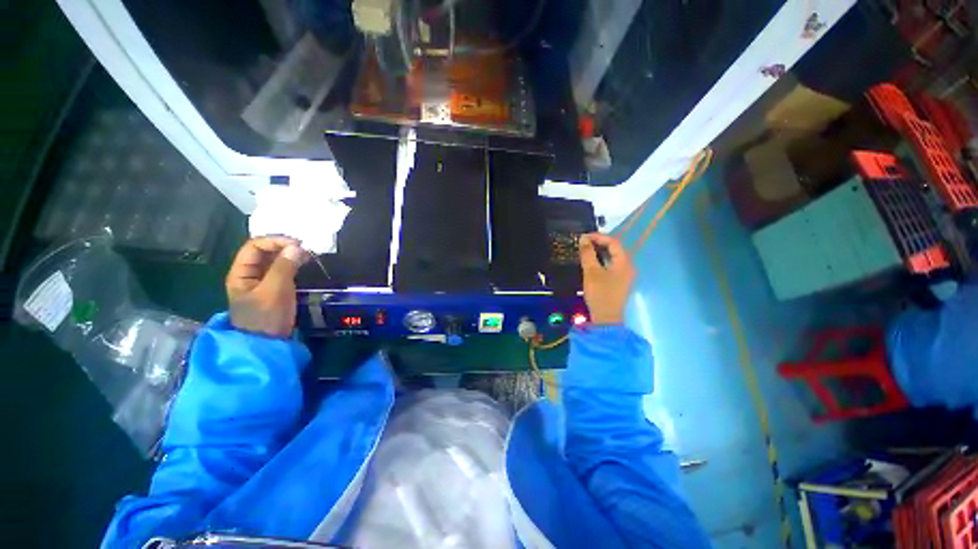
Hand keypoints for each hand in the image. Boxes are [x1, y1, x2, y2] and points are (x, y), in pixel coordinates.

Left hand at [226, 237, 307, 337]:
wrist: (267, 344)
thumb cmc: (266, 317)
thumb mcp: (274, 291)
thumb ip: (284, 268)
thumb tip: (297, 247)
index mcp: (241, 273)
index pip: (255, 246)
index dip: (275, 241)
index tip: (298, 245)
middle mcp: (250, 274)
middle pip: (264, 252)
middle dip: (284, 247)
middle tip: (306, 249)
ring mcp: (262, 282)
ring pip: (274, 261)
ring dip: (290, 255)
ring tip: (308, 256)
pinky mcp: (275, 289)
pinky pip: (283, 270)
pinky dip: (293, 265)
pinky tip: (304, 265)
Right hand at [579, 233, 634, 324]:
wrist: (606, 318)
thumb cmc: (600, 293)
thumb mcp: (591, 272)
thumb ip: (587, 254)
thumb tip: (583, 239)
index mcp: (624, 262)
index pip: (613, 242)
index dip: (598, 237)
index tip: (583, 237)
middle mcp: (628, 266)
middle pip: (615, 249)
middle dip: (599, 243)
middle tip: (583, 242)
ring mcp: (624, 275)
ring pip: (613, 257)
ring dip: (599, 252)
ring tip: (585, 250)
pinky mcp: (619, 281)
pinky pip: (611, 265)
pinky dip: (601, 260)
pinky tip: (592, 262)